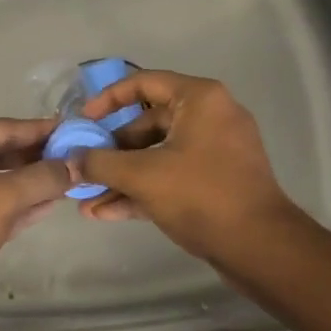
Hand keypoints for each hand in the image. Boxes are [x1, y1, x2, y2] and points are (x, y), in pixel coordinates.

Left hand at [0, 118, 72, 322]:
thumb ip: (42, 177)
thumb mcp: (1, 199)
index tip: (77, 129)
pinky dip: (23, 201)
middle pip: (4, 149)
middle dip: (41, 155)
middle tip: (80, 156)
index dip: (42, 129)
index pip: (5, 127)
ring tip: (74, 176)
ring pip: (3, 176)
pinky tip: (53, 201)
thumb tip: (77, 163)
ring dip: (35, 179)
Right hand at [75, 71, 303, 263]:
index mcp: (199, 99)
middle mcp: (210, 117)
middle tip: (82, 167)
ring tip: (86, 199)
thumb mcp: (142, 176)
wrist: (261, 248)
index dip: (108, 99)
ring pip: (157, 155)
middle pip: (148, 124)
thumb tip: (69, 160)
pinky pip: (171, 177)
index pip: (144, 82)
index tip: (83, 121)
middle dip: (111, 150)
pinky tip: (106, 212)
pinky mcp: (215, 183)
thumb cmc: (201, 195)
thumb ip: (100, 163)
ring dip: (121, 176)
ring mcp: (215, 152)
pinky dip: (142, 190)